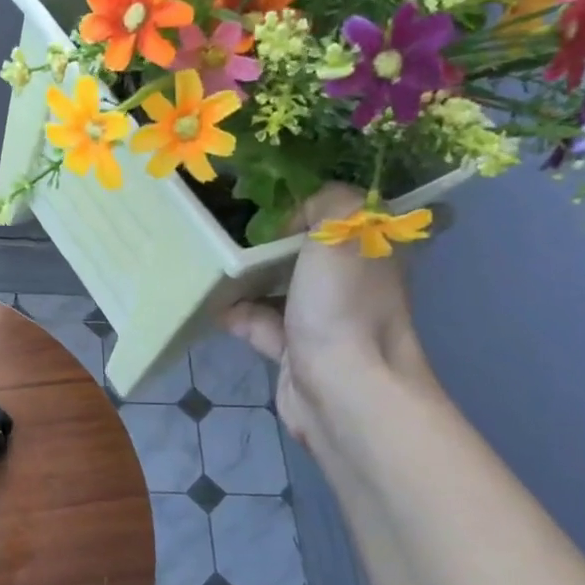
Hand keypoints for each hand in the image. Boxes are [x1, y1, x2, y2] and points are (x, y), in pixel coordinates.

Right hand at [223, 183, 432, 437]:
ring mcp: (324, 318)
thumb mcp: (342, 227)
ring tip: (212, 261)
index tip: (267, 195)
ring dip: (248, 277)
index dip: (308, 201)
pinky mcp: (296, 350)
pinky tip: (213, 305)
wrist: (341, 389)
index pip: (343, 213)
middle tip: (229, 225)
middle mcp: (352, 281)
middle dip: (270, 239)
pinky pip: (261, 323)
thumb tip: (294, 218)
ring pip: (280, 286)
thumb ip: (324, 200)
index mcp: (372, 249)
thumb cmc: (343, 303)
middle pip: (307, 249)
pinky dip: (238, 314)